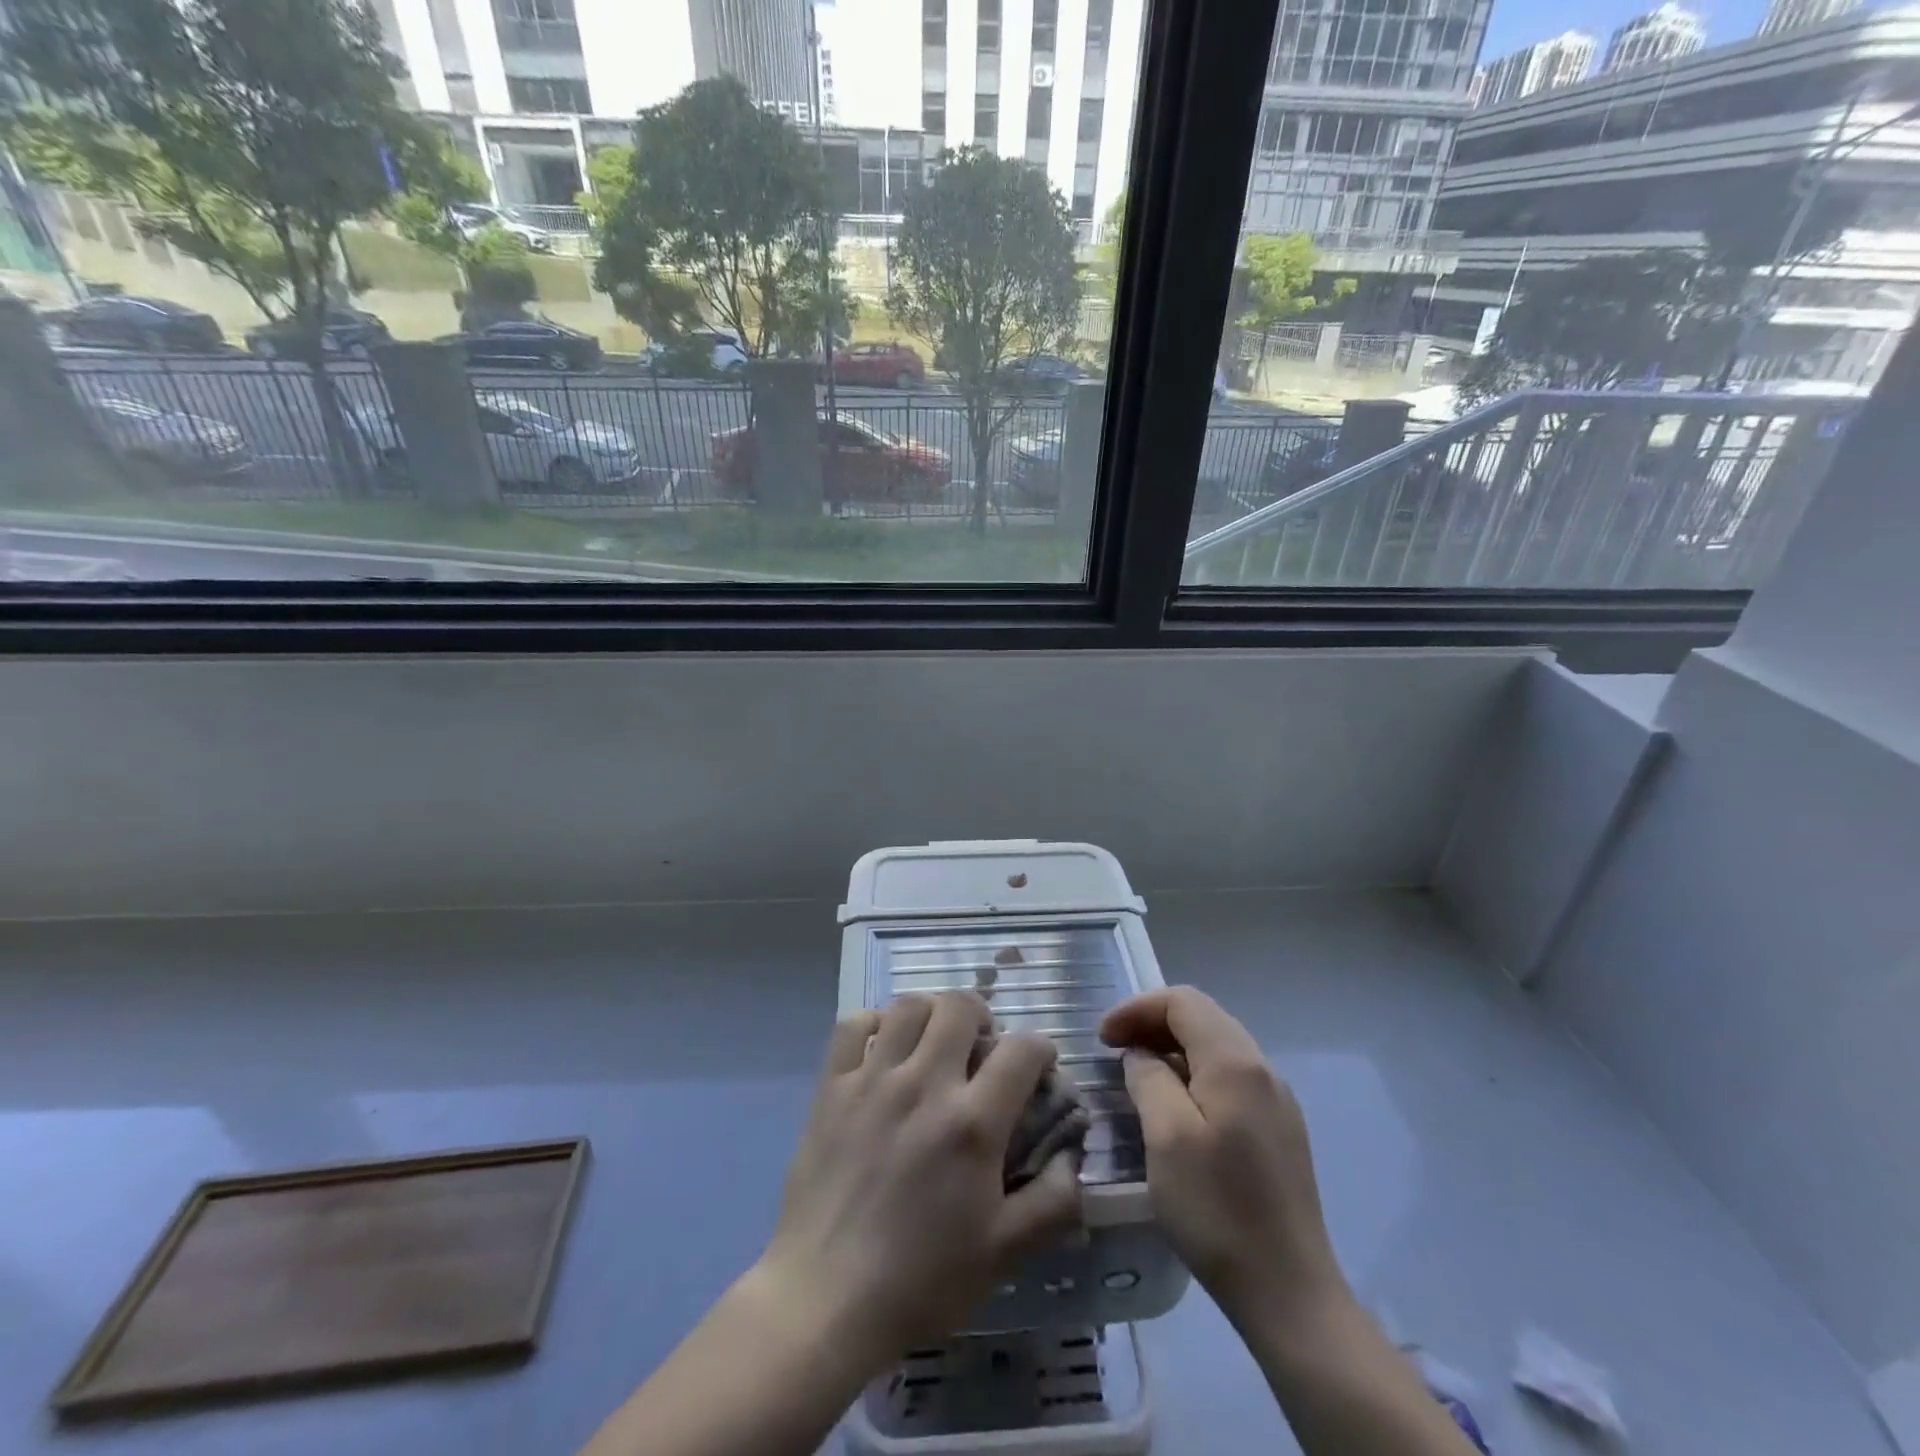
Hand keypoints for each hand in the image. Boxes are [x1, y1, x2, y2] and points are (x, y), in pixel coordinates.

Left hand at [754, 991, 1083, 1366]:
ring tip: (935, 1042)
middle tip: (983, 1047)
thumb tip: (1071, 1153)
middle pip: (961, 1006)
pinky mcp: (831, 1087)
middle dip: (983, 1016)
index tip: (1039, 1067)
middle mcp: (924, 1083)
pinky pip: (852, 1025)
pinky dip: (874, 1023)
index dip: (1041, 1048)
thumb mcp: (1005, 1254)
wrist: (825, 1300)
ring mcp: (872, 1079)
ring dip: (931, 1014)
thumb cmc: (921, 1280)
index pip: (1022, 1049)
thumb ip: (1054, 1200)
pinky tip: (883, 1048)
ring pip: (909, 1006)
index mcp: (972, 1122)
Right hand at [1099, 986, 1346, 1328]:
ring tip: (1138, 1075)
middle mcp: (1263, 1069)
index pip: (1182, 1001)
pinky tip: (1176, 1107)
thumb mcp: (1166, 1137)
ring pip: (1217, 1047)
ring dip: (1173, 1048)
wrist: (1289, 1292)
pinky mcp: (1280, 1129)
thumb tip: (1142, 1056)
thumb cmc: (1217, 1210)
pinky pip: (1231, 1078)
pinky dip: (1195, 1073)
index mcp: (1236, 1062)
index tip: (1103, 1038)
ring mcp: (1277, 1100)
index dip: (1136, 1009)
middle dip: (1153, 1023)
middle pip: (1202, 1018)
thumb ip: (1148, 1079)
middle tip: (1114, 1050)